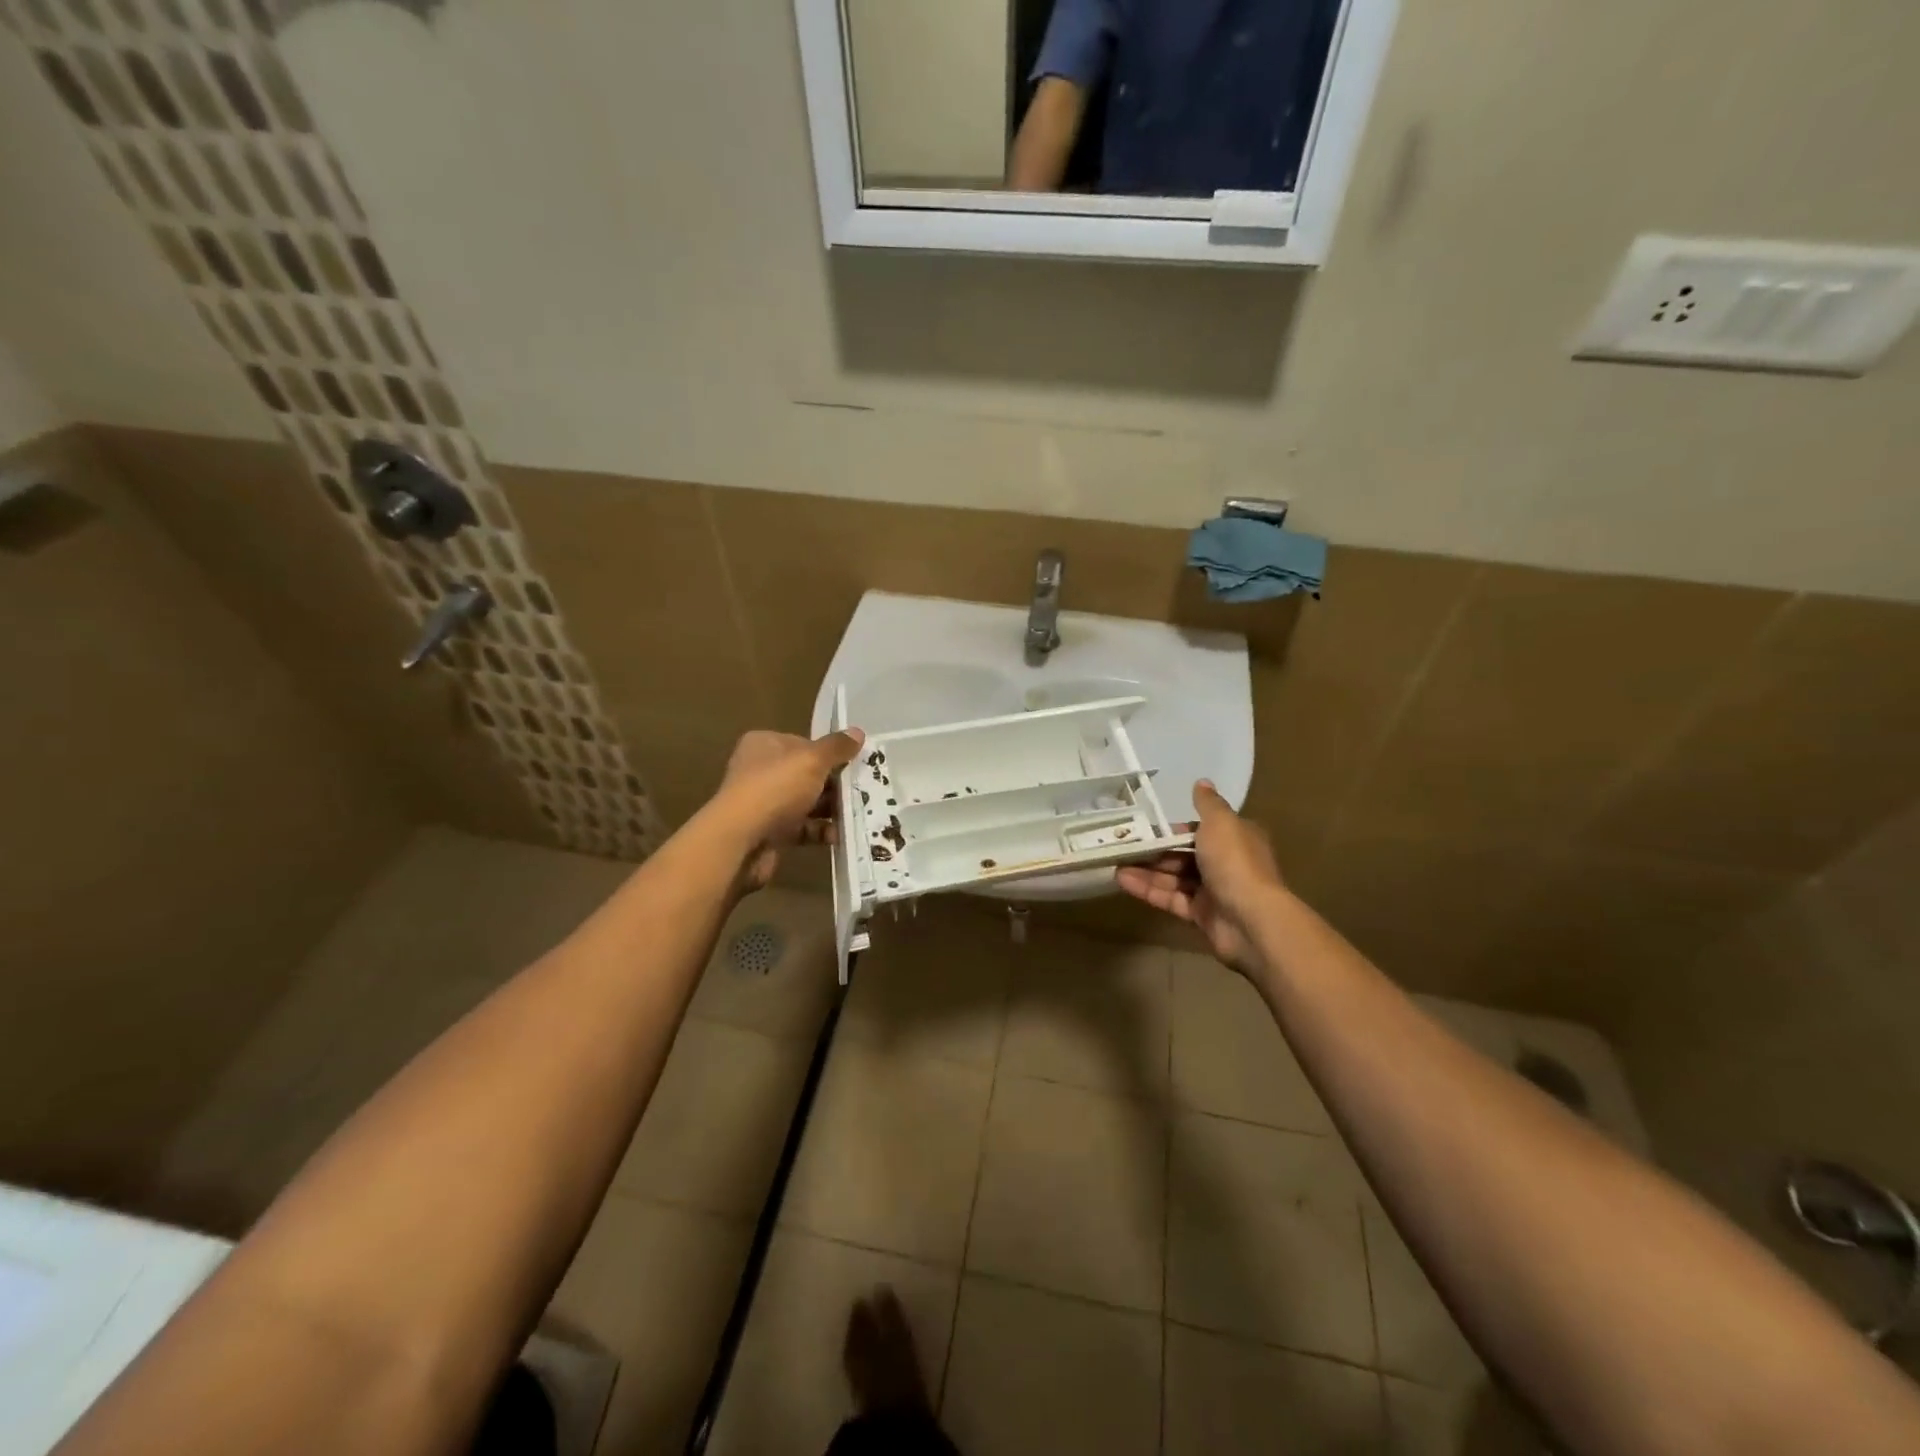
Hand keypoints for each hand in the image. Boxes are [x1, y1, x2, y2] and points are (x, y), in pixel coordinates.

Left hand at [709, 728, 864, 890]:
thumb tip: (858, 732)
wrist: (741, 840)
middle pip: (806, 774)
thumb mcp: (812, 760)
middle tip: (864, 788)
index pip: (802, 743)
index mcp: (764, 745)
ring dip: (831, 808)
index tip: (854, 762)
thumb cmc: (775, 788)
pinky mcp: (770, 832)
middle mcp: (760, 771)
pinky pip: (802, 828)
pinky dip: (820, 831)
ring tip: (859, 812)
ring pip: (806, 802)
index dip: (828, 752)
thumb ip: (836, 747)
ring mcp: (764, 803)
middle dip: (834, 783)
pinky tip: (841, 835)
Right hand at [1116, 780, 1283, 976]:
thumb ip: (1207, 803)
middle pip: (1184, 854)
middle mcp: (1226, 863)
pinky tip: (1123, 881)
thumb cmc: (1235, 862)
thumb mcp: (1221, 823)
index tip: (1148, 829)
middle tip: (1123, 847)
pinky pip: (1171, 898)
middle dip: (1155, 851)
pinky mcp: (1201, 915)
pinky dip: (1148, 890)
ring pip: (1174, 877)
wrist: (1251, 919)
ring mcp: (1213, 891)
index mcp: (1236, 838)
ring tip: (1115, 865)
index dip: (1175, 829)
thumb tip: (1202, 782)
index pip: (1201, 830)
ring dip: (1146, 871)